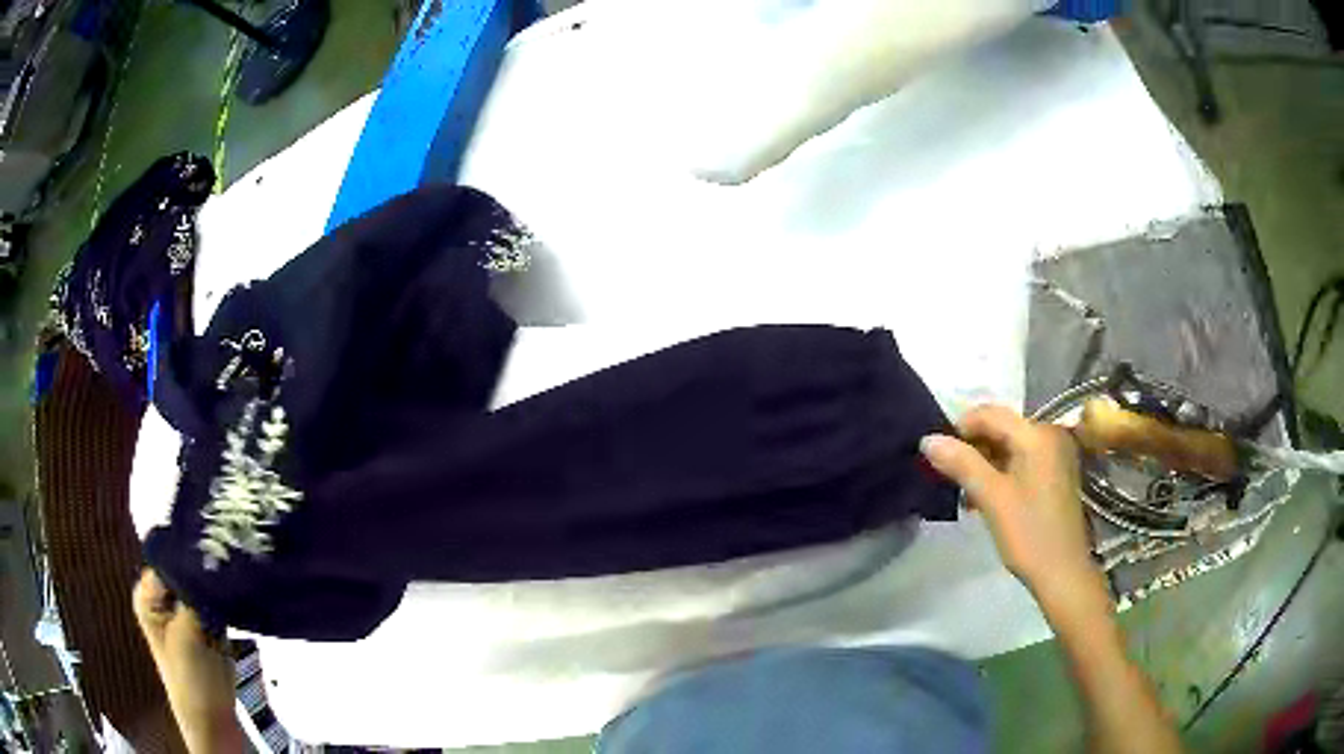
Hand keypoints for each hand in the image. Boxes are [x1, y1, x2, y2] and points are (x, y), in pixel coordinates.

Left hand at [133, 570, 242, 752]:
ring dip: (217, 583)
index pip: (167, 557)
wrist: (213, 719)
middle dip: (205, 567)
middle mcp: (163, 596)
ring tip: (234, 575)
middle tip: (228, 562)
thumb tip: (208, 552)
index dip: (189, 552)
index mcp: (147, 594)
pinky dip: (226, 597)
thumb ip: (195, 592)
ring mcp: (184, 609)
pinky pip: (215, 598)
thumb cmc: (191, 680)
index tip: (213, 547)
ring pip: (202, 583)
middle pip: (185, 568)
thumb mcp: (188, 632)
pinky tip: (237, 592)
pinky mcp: (205, 621)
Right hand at [919, 405, 1102, 603]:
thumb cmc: (1028, 534)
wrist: (1062, 573)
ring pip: (1009, 446)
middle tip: (950, 477)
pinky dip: (1001, 472)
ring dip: (984, 463)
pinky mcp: (1055, 473)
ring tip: (965, 492)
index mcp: (1037, 435)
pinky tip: (986, 497)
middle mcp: (1049, 435)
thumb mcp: (992, 498)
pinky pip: (1021, 460)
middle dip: (972, 449)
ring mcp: (1055, 454)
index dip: (960, 429)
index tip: (938, 456)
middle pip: (1001, 428)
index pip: (990, 414)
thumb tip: (927, 439)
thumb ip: (962, 464)